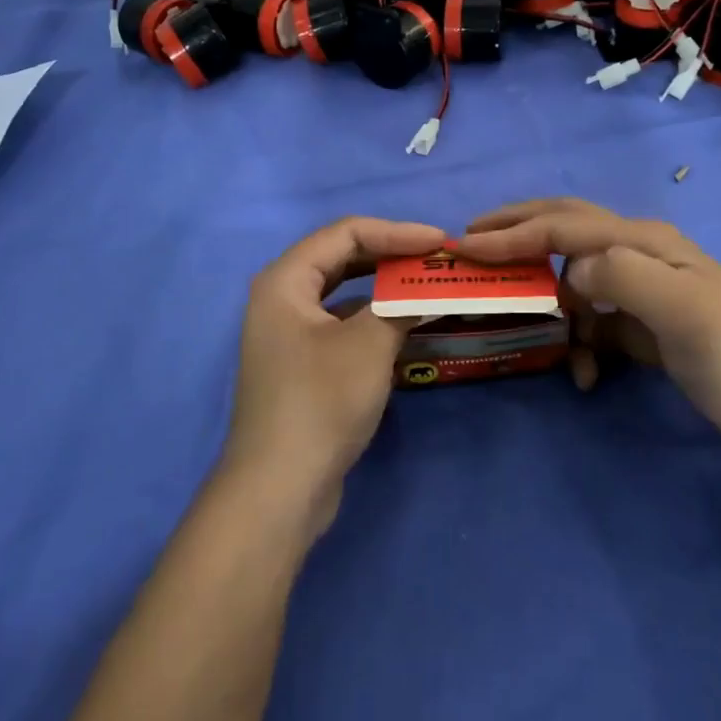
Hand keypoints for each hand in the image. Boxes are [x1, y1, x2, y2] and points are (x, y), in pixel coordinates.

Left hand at [222, 217, 446, 519]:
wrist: (280, 488)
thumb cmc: (321, 402)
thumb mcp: (369, 344)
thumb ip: (401, 304)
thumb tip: (427, 289)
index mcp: (285, 280)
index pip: (346, 233)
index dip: (397, 232)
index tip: (440, 242)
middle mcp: (281, 299)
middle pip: (342, 258)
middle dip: (391, 255)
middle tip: (436, 260)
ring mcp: (288, 334)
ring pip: (342, 292)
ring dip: (384, 286)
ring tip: (426, 285)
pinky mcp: (300, 364)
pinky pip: (341, 323)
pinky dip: (373, 317)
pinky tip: (403, 325)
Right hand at [458, 198, 720, 465]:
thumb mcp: (688, 312)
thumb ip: (627, 278)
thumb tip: (572, 270)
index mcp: (645, 242)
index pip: (566, 226)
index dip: (515, 233)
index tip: (466, 245)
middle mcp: (639, 254)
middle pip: (566, 231)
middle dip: (518, 234)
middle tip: (470, 242)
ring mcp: (642, 290)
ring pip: (573, 281)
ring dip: (551, 308)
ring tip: (540, 341)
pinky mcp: (643, 325)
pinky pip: (592, 322)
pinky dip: (578, 343)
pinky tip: (584, 374)